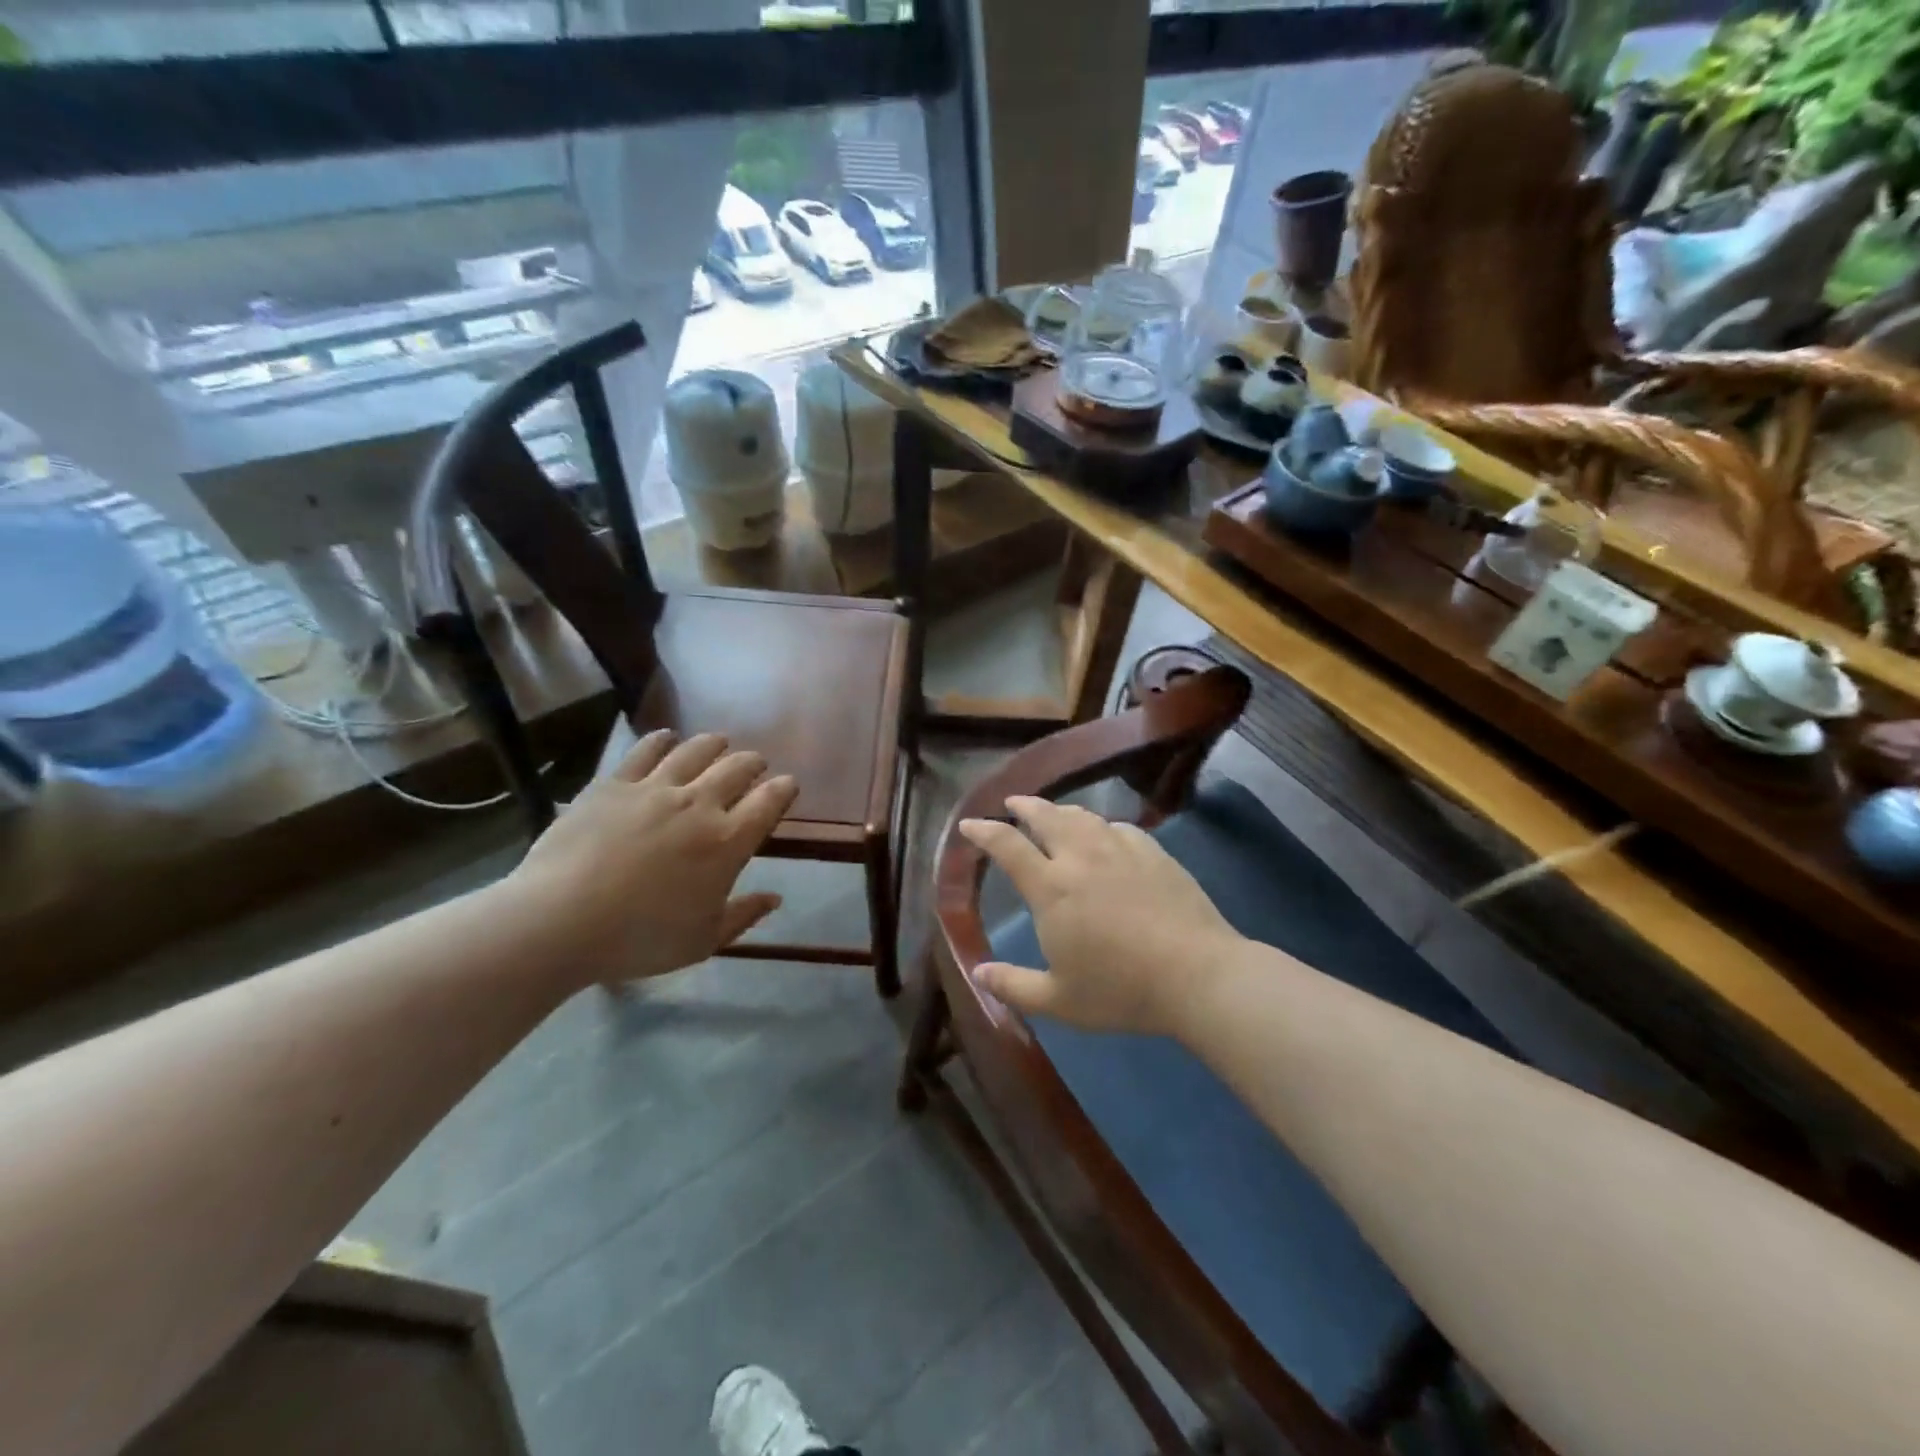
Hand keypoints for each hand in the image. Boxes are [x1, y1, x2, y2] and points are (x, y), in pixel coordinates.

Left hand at [503, 731, 797, 990]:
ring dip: (714, 745)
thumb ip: (743, 916)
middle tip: (755, 765)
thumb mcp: (703, 941)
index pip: (768, 803)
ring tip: (719, 743)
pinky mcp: (614, 784)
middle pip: (737, 769)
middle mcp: (698, 805)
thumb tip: (775, 898)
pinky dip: (662, 740)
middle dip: (753, 763)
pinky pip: (645, 751)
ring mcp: (654, 789)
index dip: (783, 789)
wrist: (559, 921)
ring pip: (695, 751)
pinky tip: (666, 738)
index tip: (788, 785)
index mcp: (727, 842)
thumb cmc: (640, 938)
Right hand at [957, 796, 1246, 1037]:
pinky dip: (1101, 826)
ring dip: (1061, 810)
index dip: (984, 831)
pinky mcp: (1153, 852)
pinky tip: (1105, 834)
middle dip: (1023, 805)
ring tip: (1054, 813)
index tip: (970, 824)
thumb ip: (1013, 985)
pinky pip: (1119, 827)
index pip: (1007, 846)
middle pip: (1045, 816)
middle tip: (1012, 802)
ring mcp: (1120, 849)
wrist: (1197, 975)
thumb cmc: (1121, 990)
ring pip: (1083, 817)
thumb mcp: (1059, 1001)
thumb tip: (977, 972)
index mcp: (1051, 888)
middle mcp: (1081, 857)